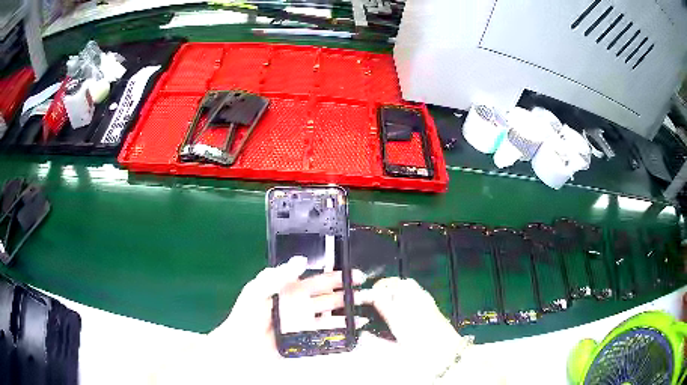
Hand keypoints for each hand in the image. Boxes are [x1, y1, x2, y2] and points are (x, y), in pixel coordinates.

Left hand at [210, 256, 366, 358]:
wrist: (243, 345)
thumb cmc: (247, 315)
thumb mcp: (258, 290)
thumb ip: (278, 275)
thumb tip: (301, 260)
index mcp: (289, 288)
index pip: (316, 279)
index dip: (335, 275)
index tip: (352, 273)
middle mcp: (299, 303)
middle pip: (328, 295)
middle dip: (347, 291)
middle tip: (366, 288)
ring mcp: (304, 320)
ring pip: (330, 312)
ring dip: (348, 309)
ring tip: (366, 307)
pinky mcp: (305, 336)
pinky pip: (326, 331)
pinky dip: (341, 328)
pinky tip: (354, 327)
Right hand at [352, 277, 472, 382]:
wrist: (449, 355)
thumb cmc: (423, 356)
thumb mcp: (395, 354)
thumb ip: (375, 343)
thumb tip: (363, 335)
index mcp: (401, 317)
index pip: (380, 296)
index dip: (368, 295)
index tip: (360, 298)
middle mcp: (413, 305)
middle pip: (395, 284)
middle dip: (381, 286)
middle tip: (372, 296)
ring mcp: (424, 303)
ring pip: (407, 284)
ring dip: (394, 286)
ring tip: (386, 296)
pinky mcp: (432, 305)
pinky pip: (416, 289)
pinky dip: (406, 290)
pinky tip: (403, 301)